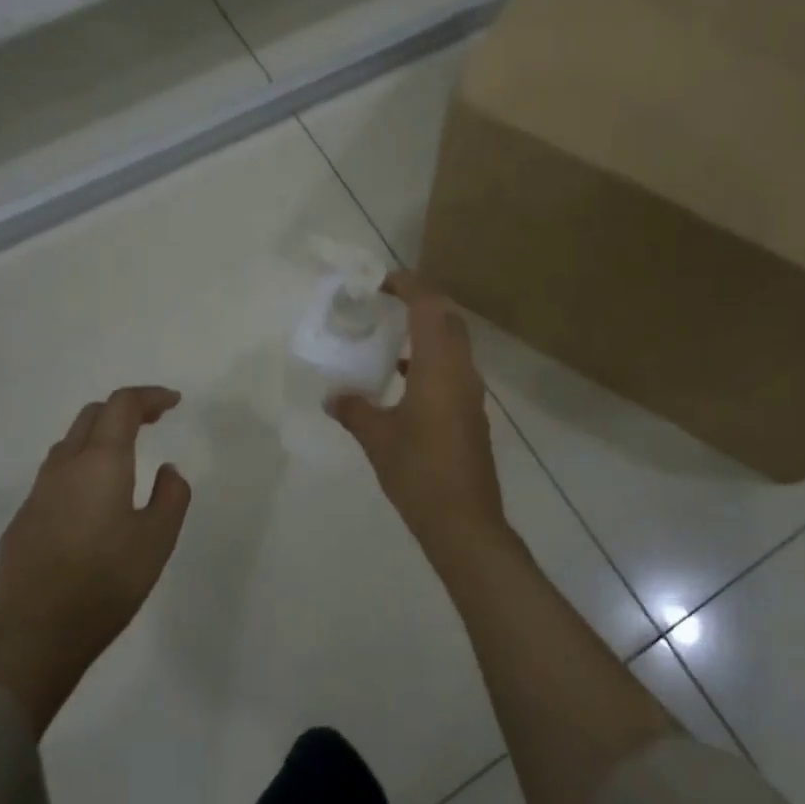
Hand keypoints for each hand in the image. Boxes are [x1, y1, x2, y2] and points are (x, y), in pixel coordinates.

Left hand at [0, 386, 191, 732]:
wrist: (32, 638)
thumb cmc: (105, 583)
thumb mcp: (158, 540)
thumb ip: (171, 496)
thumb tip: (167, 470)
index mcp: (100, 463)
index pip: (123, 405)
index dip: (150, 396)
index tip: (173, 402)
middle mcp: (64, 468)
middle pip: (91, 416)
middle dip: (123, 410)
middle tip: (152, 421)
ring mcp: (36, 495)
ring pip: (67, 445)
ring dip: (98, 438)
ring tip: (123, 458)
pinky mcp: (21, 523)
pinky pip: (53, 479)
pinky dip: (78, 470)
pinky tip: (90, 504)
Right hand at [328, 271, 510, 577]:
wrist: (464, 522)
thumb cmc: (419, 472)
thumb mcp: (377, 438)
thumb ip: (354, 410)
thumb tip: (333, 396)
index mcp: (440, 367)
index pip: (430, 307)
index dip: (409, 286)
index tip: (382, 281)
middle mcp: (462, 372)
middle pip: (448, 319)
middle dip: (421, 302)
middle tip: (387, 302)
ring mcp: (471, 394)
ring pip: (454, 345)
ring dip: (427, 332)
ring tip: (391, 335)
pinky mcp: (471, 414)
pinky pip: (453, 370)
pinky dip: (431, 361)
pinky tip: (403, 380)